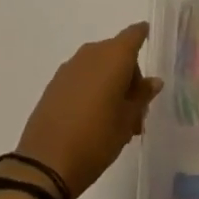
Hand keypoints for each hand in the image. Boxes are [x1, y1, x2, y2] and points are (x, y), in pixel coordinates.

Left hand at [11, 23, 163, 198]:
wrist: (45, 164)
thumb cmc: (96, 138)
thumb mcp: (127, 120)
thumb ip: (142, 96)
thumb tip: (154, 81)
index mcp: (114, 56)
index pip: (134, 34)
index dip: (143, 36)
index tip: (149, 46)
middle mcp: (92, 53)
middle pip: (117, 54)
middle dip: (129, 78)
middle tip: (136, 112)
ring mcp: (70, 68)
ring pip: (99, 68)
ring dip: (110, 86)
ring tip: (115, 122)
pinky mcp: (54, 85)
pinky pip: (82, 78)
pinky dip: (92, 91)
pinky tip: (93, 120)